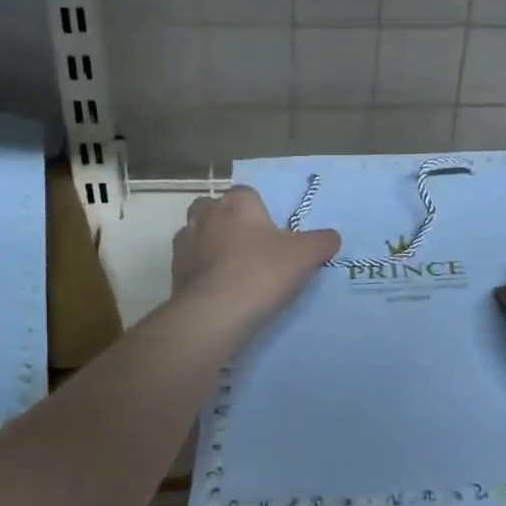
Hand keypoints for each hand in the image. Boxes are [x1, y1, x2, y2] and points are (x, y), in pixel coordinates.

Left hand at [172, 186, 338, 333]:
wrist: (215, 312)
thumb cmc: (261, 272)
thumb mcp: (305, 256)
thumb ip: (322, 242)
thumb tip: (331, 237)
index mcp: (238, 202)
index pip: (248, 193)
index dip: (260, 211)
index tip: (272, 233)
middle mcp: (206, 213)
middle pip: (216, 208)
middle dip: (229, 222)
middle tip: (250, 247)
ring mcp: (185, 241)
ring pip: (198, 233)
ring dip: (211, 244)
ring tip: (232, 269)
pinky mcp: (174, 269)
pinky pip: (190, 261)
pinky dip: (201, 269)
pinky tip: (218, 288)